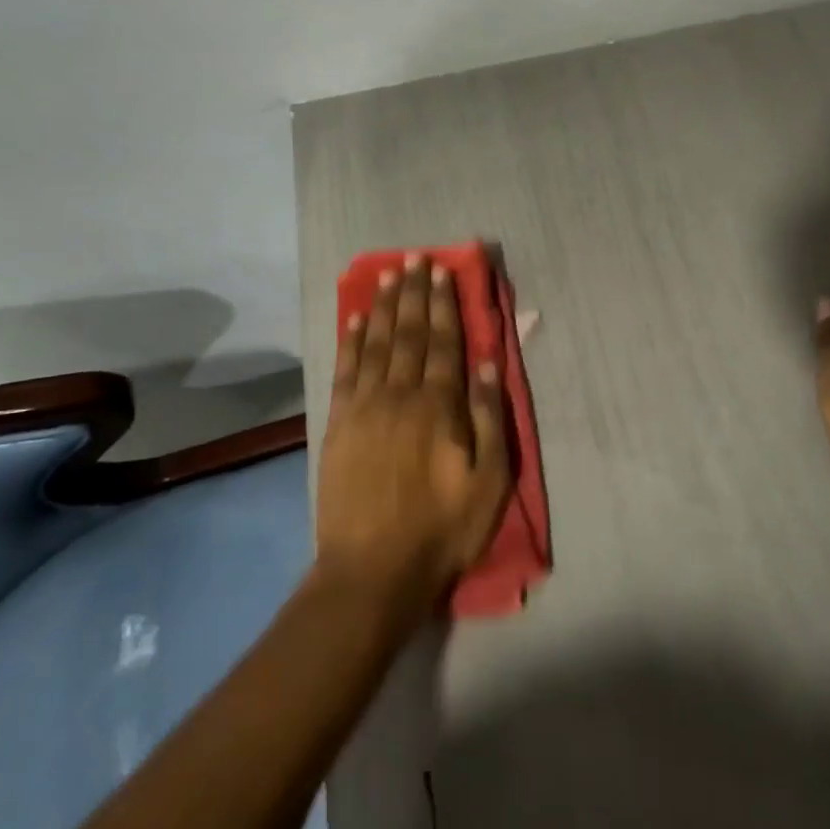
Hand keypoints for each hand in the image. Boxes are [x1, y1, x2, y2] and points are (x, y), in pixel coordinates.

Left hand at [317, 254, 510, 624]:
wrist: (373, 570)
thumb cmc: (442, 528)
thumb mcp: (489, 480)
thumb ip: (490, 418)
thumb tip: (490, 364)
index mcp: (439, 406)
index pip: (443, 342)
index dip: (444, 304)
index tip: (443, 271)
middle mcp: (399, 395)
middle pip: (407, 333)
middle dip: (413, 293)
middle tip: (414, 258)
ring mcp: (364, 408)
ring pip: (374, 344)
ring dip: (381, 306)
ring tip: (387, 274)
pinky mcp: (338, 425)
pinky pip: (344, 372)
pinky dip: (349, 342)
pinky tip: (353, 320)